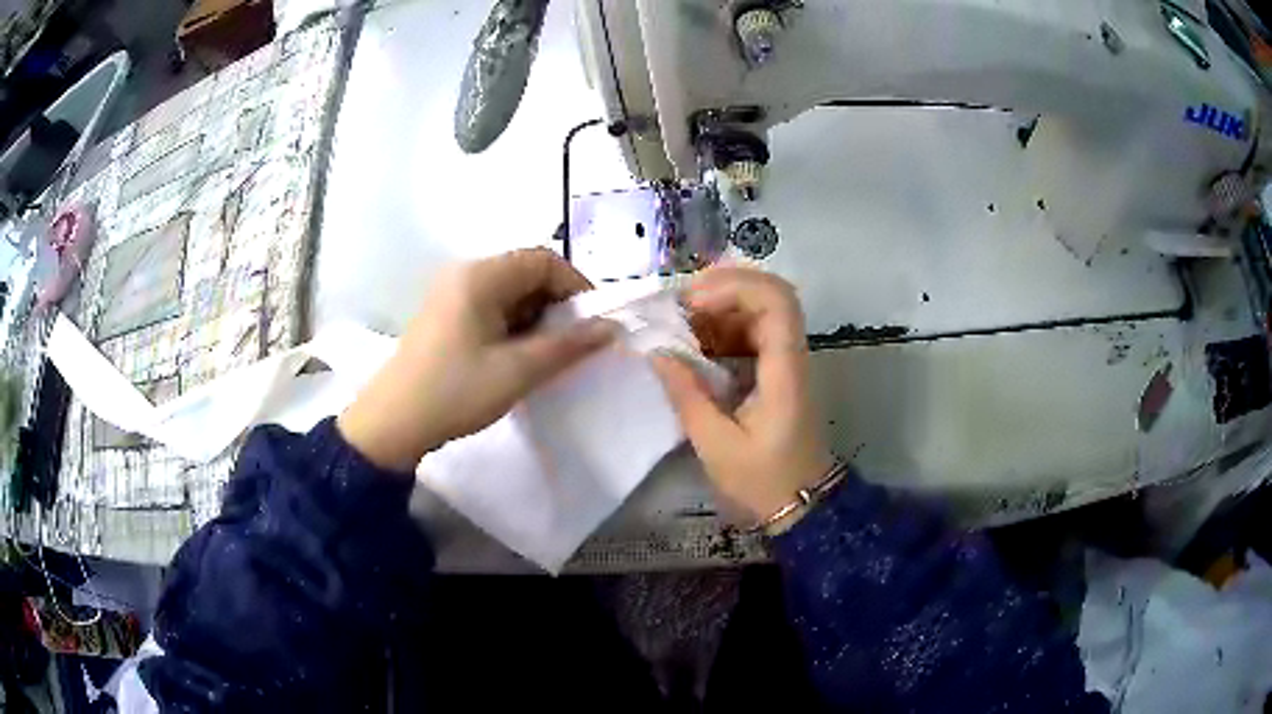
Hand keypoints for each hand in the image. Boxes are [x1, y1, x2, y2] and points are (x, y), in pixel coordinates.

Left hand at [338, 248, 614, 471]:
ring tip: (547, 355)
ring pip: (509, 293)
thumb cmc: (454, 392)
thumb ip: (567, 346)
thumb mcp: (517, 371)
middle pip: (525, 272)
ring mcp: (451, 294)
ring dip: (536, 317)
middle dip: (556, 304)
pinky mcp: (445, 315)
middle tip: (573, 343)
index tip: (593, 323)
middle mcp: (464, 274)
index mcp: (479, 276)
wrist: (392, 424)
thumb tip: (611, 328)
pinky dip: (514, 326)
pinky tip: (518, 358)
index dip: (575, 285)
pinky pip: (491, 308)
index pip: (542, 260)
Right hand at [652, 268, 833, 523]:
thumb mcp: (716, 444)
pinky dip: (723, 329)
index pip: (776, 302)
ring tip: (679, 326)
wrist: (800, 504)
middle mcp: (791, 355)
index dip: (734, 288)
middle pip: (769, 294)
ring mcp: (787, 360)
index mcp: (784, 370)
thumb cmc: (762, 479)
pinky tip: (695, 346)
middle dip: (722, 289)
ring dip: (719, 308)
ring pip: (759, 309)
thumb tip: (656, 352)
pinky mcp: (778, 370)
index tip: (692, 304)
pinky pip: (752, 332)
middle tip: (679, 306)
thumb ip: (686, 394)